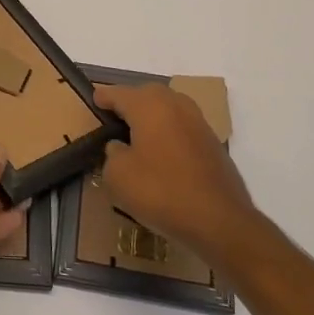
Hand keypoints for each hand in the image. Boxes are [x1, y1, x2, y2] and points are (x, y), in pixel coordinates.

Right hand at [95, 83, 255, 263]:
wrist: (220, 221)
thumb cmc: (161, 192)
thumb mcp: (117, 176)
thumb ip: (112, 154)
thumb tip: (120, 147)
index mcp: (148, 105)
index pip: (118, 93)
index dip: (103, 97)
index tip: (93, 101)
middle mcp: (175, 104)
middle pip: (145, 95)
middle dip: (130, 102)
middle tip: (114, 118)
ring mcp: (198, 121)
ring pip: (167, 108)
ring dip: (152, 116)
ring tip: (138, 135)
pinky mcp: (212, 142)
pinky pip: (182, 127)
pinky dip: (169, 132)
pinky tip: (162, 152)